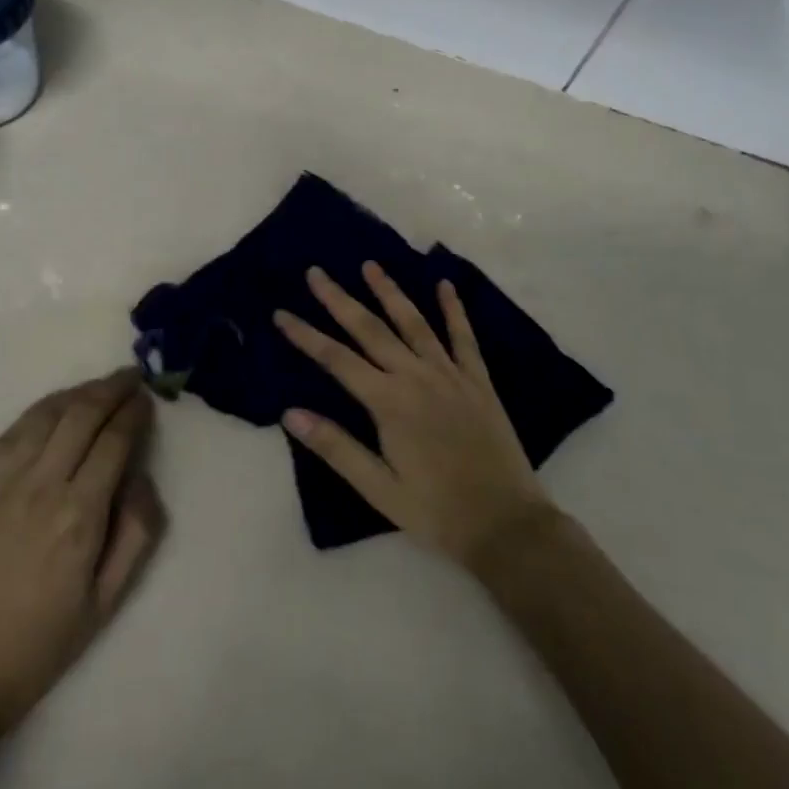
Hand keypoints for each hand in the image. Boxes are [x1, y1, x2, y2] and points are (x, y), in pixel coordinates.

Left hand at [0, 369, 164, 740]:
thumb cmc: (39, 646)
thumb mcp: (107, 603)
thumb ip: (137, 533)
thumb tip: (141, 477)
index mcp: (80, 516)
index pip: (115, 441)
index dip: (135, 413)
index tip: (147, 399)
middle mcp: (42, 486)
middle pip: (83, 415)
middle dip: (112, 389)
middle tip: (131, 378)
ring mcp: (2, 483)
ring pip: (47, 414)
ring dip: (78, 393)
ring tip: (99, 386)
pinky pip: (12, 432)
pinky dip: (40, 409)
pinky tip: (55, 406)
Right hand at [274, 263, 555, 565]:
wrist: (506, 524)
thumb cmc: (436, 511)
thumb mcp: (378, 488)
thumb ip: (336, 447)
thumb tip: (290, 413)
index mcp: (389, 403)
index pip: (336, 360)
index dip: (306, 335)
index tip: (281, 313)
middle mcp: (417, 377)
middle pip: (371, 329)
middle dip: (340, 300)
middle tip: (316, 272)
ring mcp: (450, 375)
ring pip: (414, 323)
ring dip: (390, 292)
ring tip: (370, 264)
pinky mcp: (478, 381)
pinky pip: (464, 337)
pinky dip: (454, 309)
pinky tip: (445, 284)